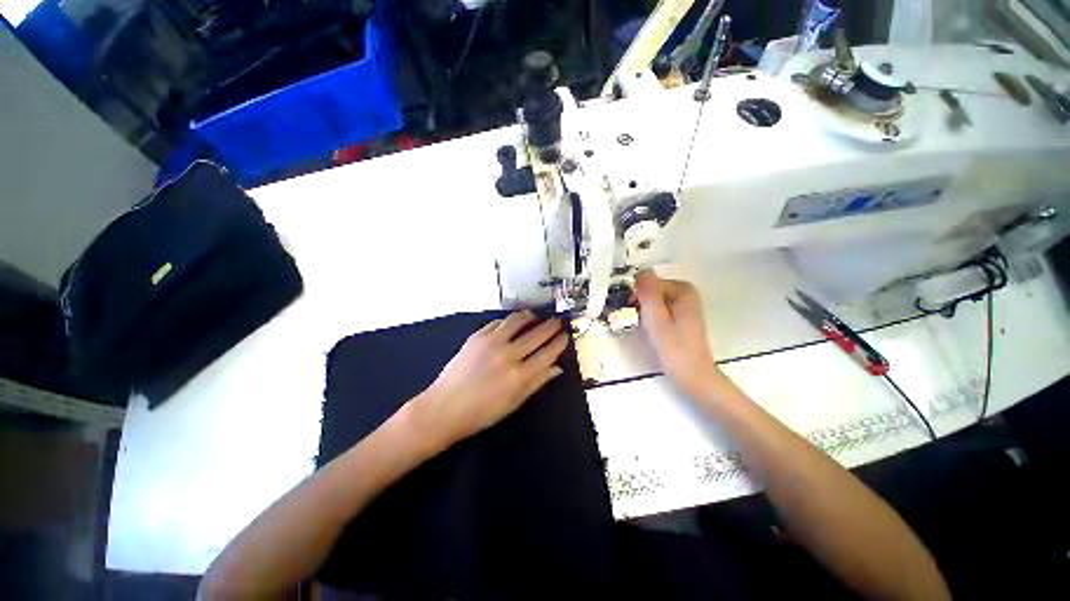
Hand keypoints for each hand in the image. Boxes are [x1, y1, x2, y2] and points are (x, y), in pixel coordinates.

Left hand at [414, 311, 567, 448]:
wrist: (444, 408)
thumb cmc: (481, 412)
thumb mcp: (514, 402)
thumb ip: (537, 382)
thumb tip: (557, 368)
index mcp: (519, 376)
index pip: (547, 353)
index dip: (559, 343)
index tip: (565, 335)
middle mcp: (508, 355)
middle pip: (536, 334)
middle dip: (550, 326)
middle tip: (556, 321)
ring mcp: (491, 343)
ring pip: (516, 321)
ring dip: (529, 316)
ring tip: (535, 315)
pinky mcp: (476, 337)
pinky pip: (497, 323)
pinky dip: (508, 320)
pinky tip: (511, 321)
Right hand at [635, 271, 721, 399]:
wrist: (694, 376)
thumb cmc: (674, 349)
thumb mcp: (656, 319)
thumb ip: (648, 293)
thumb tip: (642, 270)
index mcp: (683, 289)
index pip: (649, 282)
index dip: (636, 295)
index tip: (629, 311)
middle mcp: (685, 292)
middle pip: (651, 290)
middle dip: (639, 302)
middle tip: (633, 321)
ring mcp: (684, 305)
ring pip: (653, 300)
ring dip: (642, 310)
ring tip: (640, 327)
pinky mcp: (680, 317)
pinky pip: (658, 309)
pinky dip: (650, 316)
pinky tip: (649, 330)